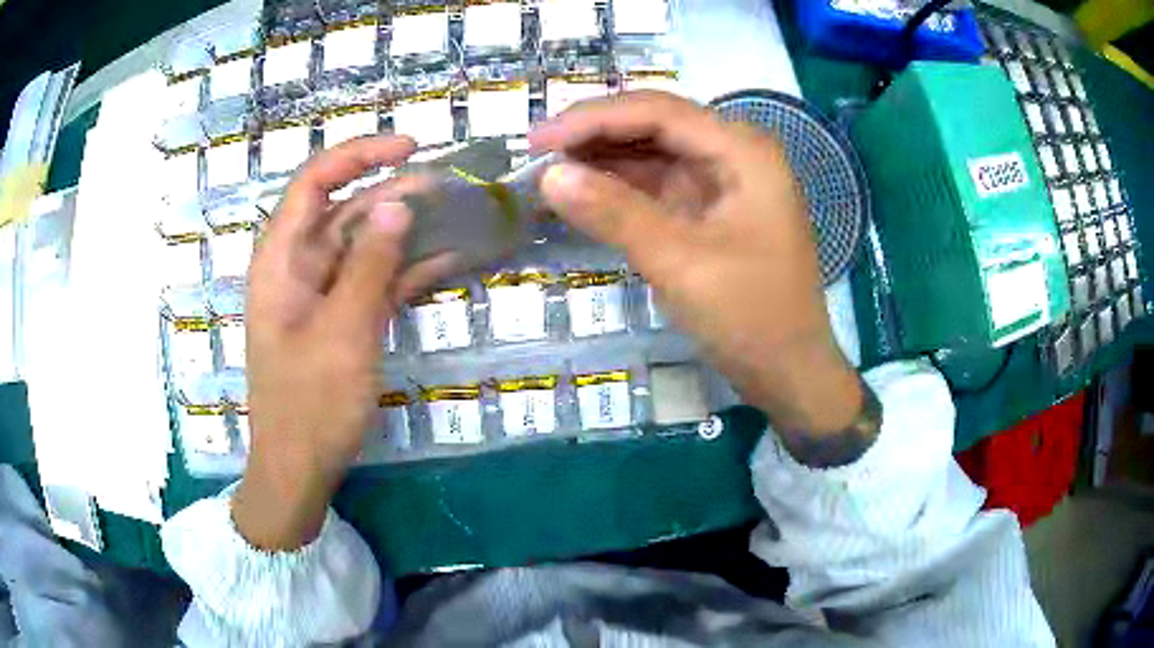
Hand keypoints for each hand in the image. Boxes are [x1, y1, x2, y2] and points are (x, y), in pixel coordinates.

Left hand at [232, 136, 454, 549]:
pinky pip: (373, 280)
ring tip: (457, 215)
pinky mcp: (341, 318)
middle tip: (450, 188)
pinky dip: (406, 270)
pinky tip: (447, 260)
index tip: (408, 147)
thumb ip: (369, 265)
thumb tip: (397, 203)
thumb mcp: (343, 333)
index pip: (313, 183)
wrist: (299, 469)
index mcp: (281, 260)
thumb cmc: (310, 405)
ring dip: (406, 231)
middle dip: (393, 193)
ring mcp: (321, 294)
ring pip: (364, 245)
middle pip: (344, 211)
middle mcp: (298, 267)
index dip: (358, 155)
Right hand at [530, 91, 862, 436]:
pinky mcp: (712, 211)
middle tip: (536, 154)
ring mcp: (725, 182)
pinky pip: (659, 187)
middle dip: (595, 136)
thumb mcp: (680, 263)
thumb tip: (548, 175)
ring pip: (654, 155)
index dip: (592, 118)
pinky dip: (621, 190)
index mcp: (742, 150)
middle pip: (655, 126)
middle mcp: (736, 153)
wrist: (791, 373)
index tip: (537, 140)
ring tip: (549, 172)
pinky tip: (584, 195)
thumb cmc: (751, 317)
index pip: (657, 111)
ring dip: (604, 161)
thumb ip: (614, 213)